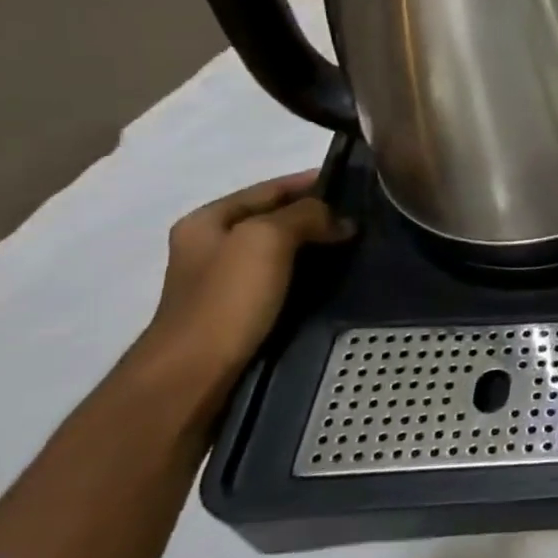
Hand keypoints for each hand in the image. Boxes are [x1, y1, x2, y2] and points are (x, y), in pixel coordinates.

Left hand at [130, 171, 353, 408]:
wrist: (195, 375)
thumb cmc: (226, 299)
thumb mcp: (266, 239)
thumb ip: (304, 216)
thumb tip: (339, 220)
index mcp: (208, 221)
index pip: (269, 188)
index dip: (310, 182)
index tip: (353, 184)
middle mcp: (212, 246)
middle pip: (275, 218)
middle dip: (317, 215)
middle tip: (363, 218)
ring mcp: (225, 281)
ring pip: (282, 250)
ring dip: (317, 246)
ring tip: (358, 246)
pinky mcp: (242, 311)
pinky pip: (284, 279)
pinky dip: (310, 273)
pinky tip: (336, 278)